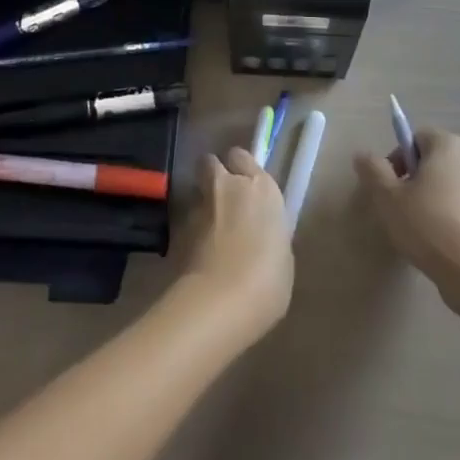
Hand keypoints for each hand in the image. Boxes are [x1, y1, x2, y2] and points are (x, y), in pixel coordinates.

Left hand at [176, 148, 293, 344]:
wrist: (221, 302)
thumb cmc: (267, 280)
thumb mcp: (282, 254)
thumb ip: (268, 232)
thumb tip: (258, 234)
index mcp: (260, 187)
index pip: (242, 157)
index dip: (240, 168)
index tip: (245, 184)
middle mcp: (228, 186)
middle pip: (211, 162)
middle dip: (213, 175)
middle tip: (223, 198)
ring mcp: (199, 206)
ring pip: (196, 191)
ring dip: (202, 204)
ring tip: (209, 231)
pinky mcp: (177, 230)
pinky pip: (186, 222)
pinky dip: (191, 232)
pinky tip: (199, 254)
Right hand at [355, 127, 459, 287]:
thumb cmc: (427, 224)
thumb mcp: (388, 196)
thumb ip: (373, 169)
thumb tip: (362, 155)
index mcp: (449, 145)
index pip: (415, 137)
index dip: (398, 157)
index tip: (389, 185)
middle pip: (432, 158)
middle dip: (412, 176)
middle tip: (398, 203)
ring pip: (445, 180)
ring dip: (428, 193)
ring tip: (414, 222)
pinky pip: (459, 200)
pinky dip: (445, 209)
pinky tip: (434, 234)